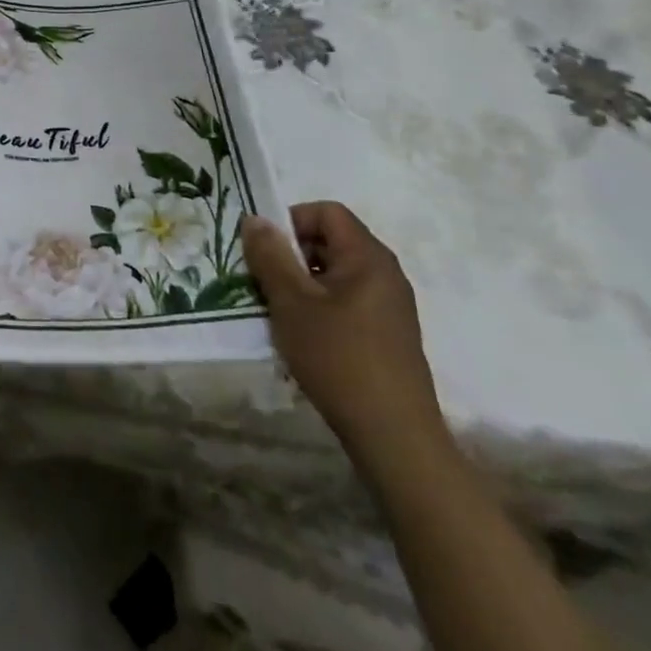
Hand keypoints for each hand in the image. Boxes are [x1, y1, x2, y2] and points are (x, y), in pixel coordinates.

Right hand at [242, 203, 446, 468]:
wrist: (395, 439)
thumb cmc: (339, 359)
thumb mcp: (291, 302)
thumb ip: (270, 255)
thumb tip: (256, 219)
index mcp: (368, 257)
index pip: (326, 212)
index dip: (291, 221)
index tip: (266, 252)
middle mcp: (385, 274)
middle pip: (330, 241)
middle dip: (292, 256)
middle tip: (265, 284)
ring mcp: (390, 307)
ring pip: (334, 275)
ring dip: (302, 286)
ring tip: (280, 316)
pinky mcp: (388, 336)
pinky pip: (346, 303)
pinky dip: (320, 309)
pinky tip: (304, 341)